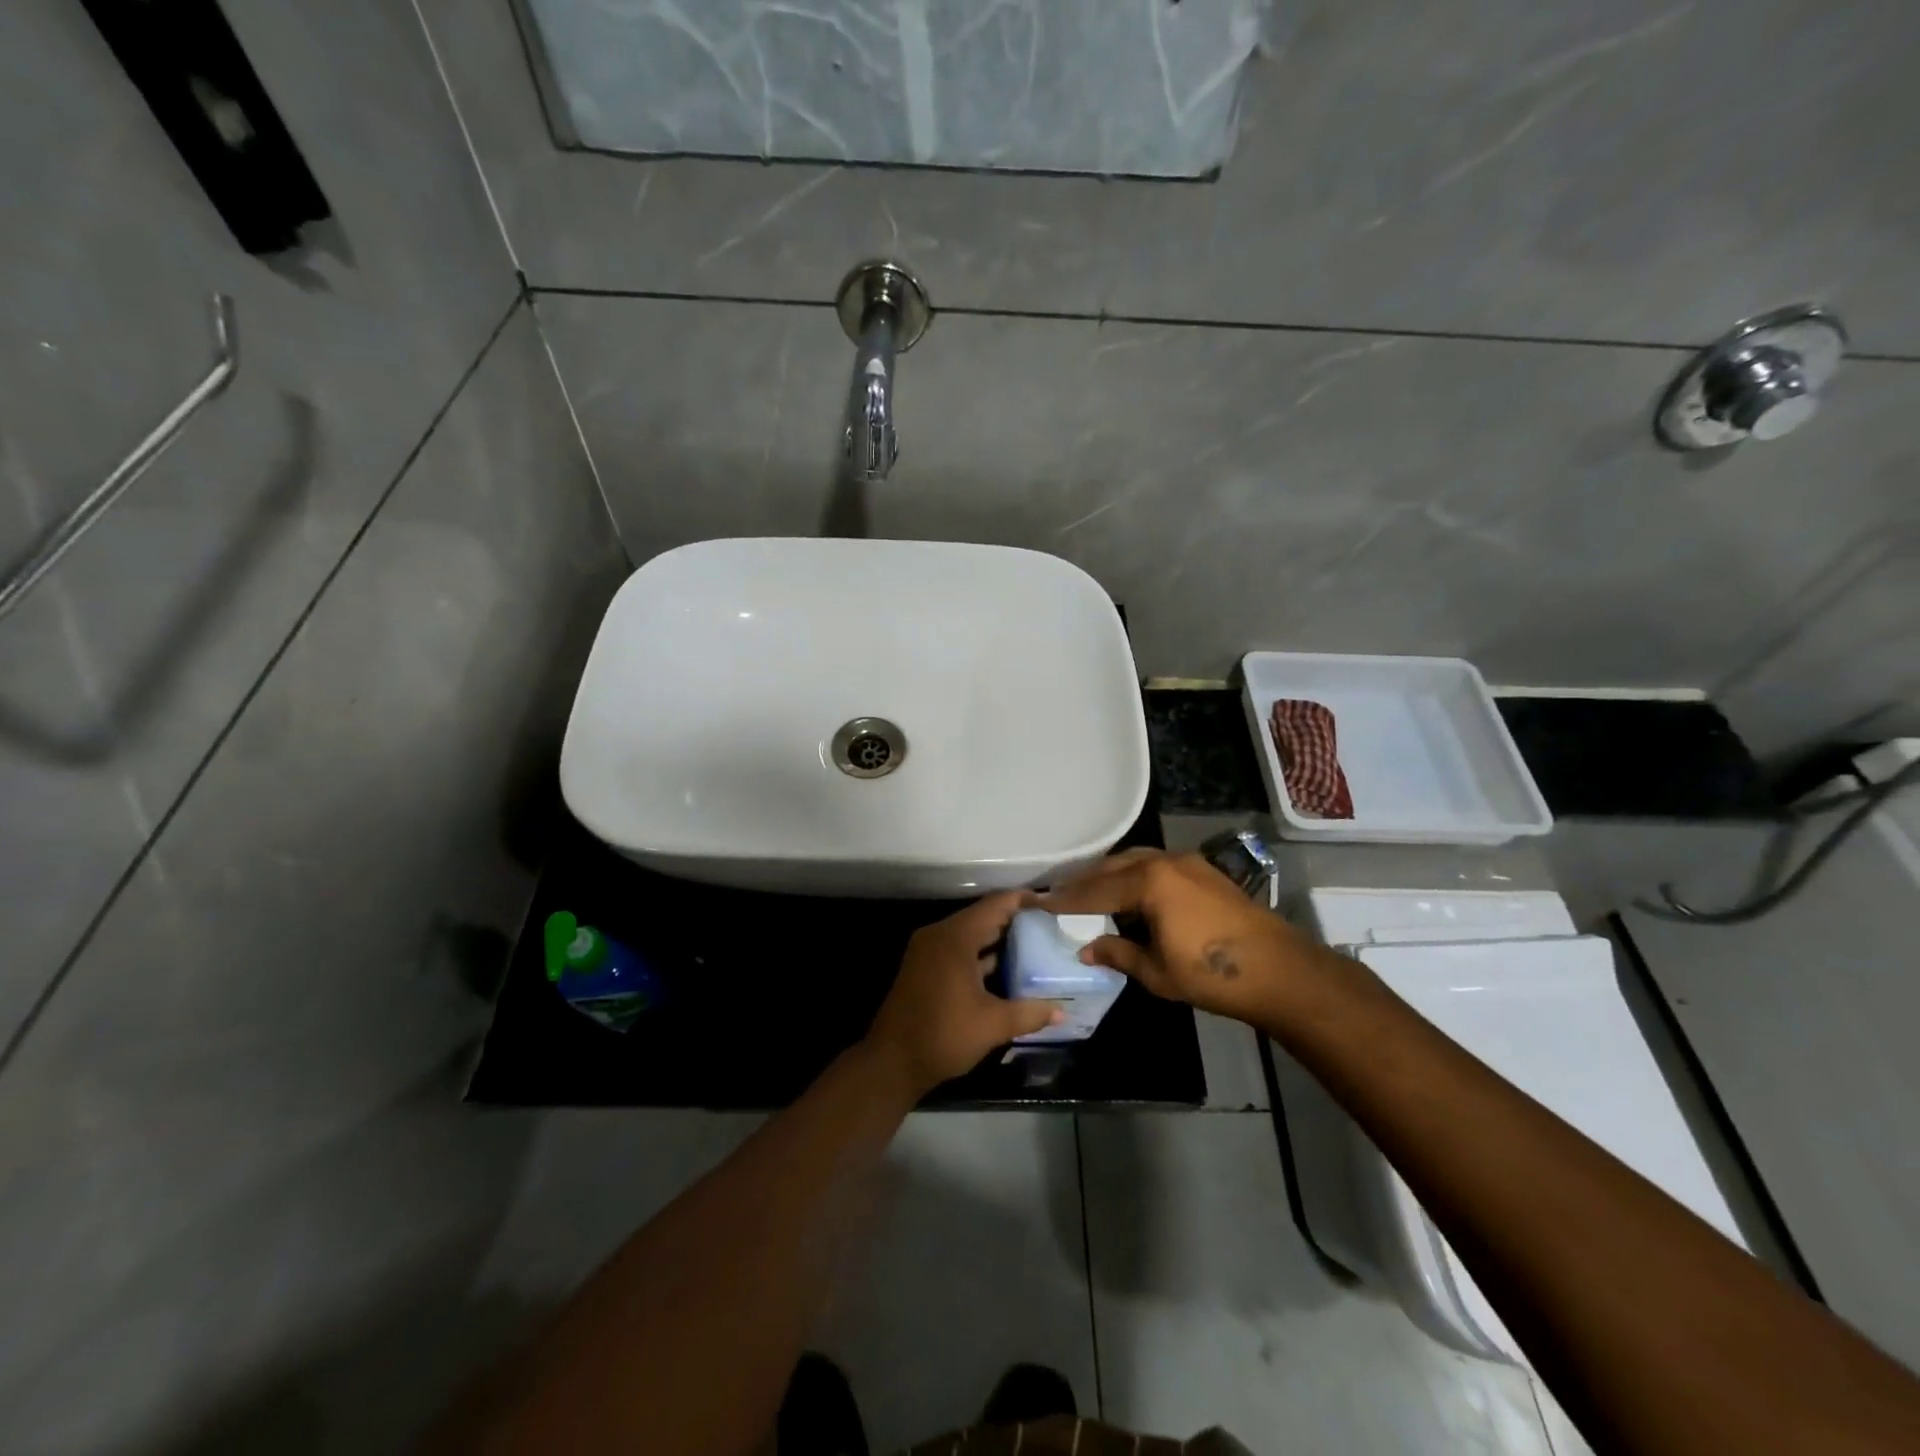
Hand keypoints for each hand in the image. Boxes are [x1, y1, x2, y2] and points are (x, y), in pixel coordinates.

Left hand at [865, 892, 1061, 1095]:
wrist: (892, 1062)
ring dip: (998, 939)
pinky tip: (1006, 969)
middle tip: (1049, 926)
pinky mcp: (924, 967)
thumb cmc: (943, 1035)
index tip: (1051, 904)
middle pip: (983, 916)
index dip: (1024, 900)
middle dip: (1015, 920)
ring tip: (1035, 945)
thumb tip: (1062, 1011)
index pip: (995, 905)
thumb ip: (1029, 1012)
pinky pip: (959, 949)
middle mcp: (939, 935)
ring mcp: (928, 950)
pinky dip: (981, 954)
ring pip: (970, 934)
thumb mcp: (992, 1025)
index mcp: (955, 938)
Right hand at [1042, 849, 1323, 1021]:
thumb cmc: (1212, 975)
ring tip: (1091, 891)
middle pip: (1112, 867)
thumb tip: (1086, 949)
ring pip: (1135, 860)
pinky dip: (1135, 874)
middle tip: (1059, 893)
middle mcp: (1163, 862)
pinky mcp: (1204, 870)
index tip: (1039, 902)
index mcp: (1148, 883)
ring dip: (1110, 874)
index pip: (1094, 891)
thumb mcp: (1157, 972)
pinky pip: (1156, 864)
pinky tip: (1131, 892)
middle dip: (1085, 881)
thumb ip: (1118, 954)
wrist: (1280, 970)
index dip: (1065, 900)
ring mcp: (1187, 862)